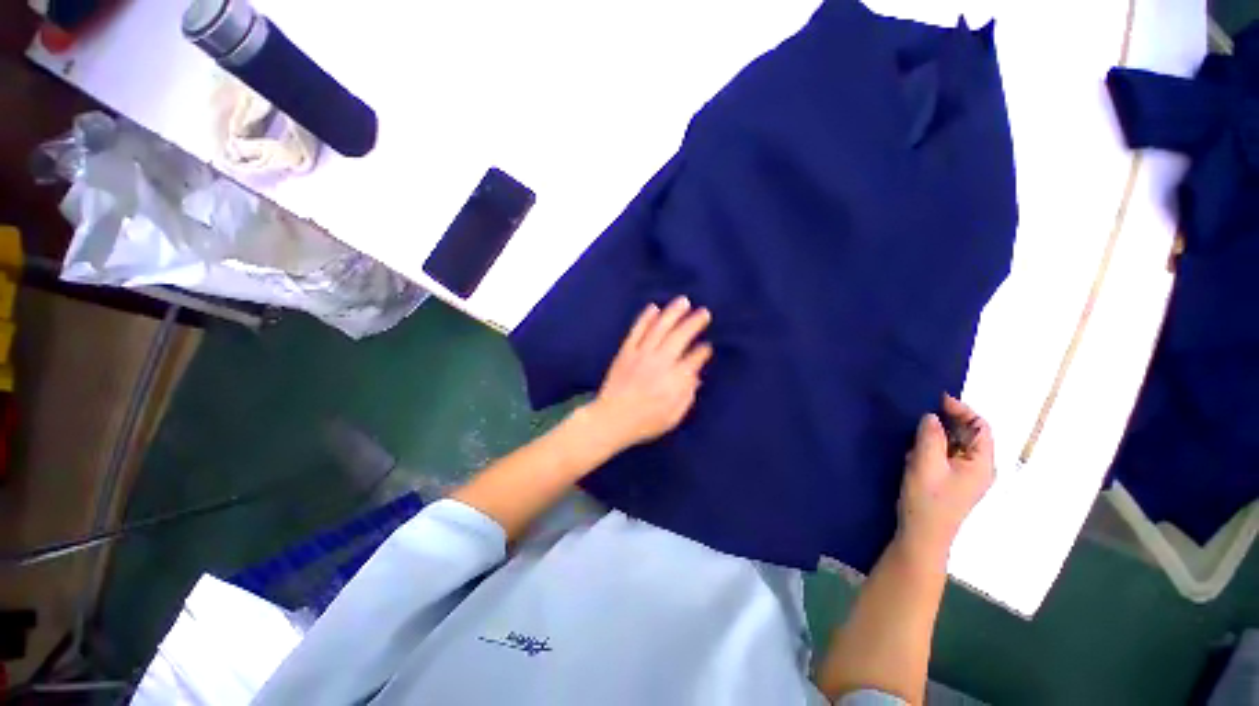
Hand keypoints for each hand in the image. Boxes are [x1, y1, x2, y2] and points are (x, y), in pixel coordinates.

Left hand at [582, 297, 713, 452]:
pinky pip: (637, 330)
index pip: (694, 359)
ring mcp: (641, 355)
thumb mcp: (673, 417)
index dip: (703, 351)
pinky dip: (646, 318)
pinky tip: (654, 308)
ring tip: (684, 301)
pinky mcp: (626, 352)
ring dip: (673, 313)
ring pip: (659, 328)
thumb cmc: (644, 422)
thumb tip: (696, 376)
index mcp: (674, 381)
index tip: (708, 346)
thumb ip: (687, 395)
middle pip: (680, 337)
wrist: (611, 419)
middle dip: (694, 323)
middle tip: (704, 313)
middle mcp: (659, 363)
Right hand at [896, 395, 994, 564]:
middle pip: (969, 434)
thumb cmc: (928, 500)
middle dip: (948, 420)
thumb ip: (931, 437)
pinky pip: (946, 454)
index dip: (962, 410)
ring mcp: (966, 475)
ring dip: (938, 433)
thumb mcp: (926, 465)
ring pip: (956, 444)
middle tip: (921, 412)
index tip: (936, 400)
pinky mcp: (952, 480)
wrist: (922, 534)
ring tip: (915, 429)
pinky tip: (915, 448)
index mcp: (981, 463)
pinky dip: (933, 446)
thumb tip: (932, 416)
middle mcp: (979, 467)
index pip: (980, 427)